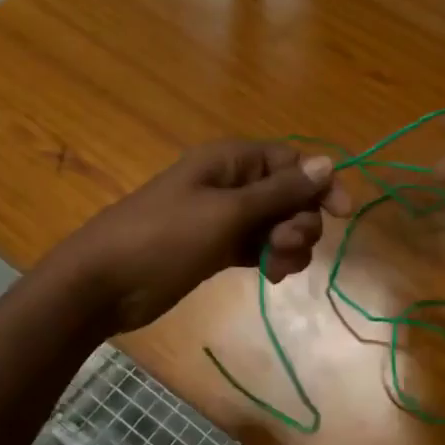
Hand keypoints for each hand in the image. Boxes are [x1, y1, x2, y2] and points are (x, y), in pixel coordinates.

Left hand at [52, 140, 349, 332]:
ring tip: (275, 267)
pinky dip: (271, 258)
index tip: (341, 214)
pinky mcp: (218, 247)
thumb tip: (327, 163)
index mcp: (232, 161)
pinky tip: (270, 276)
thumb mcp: (226, 213)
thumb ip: (279, 191)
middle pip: (290, 194)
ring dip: (288, 244)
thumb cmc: (164, 238)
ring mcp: (224, 217)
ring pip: (277, 223)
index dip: (320, 183)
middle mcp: (232, 183)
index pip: (293, 161)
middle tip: (286, 245)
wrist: (103, 284)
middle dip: (300, 220)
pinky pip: (259, 245)